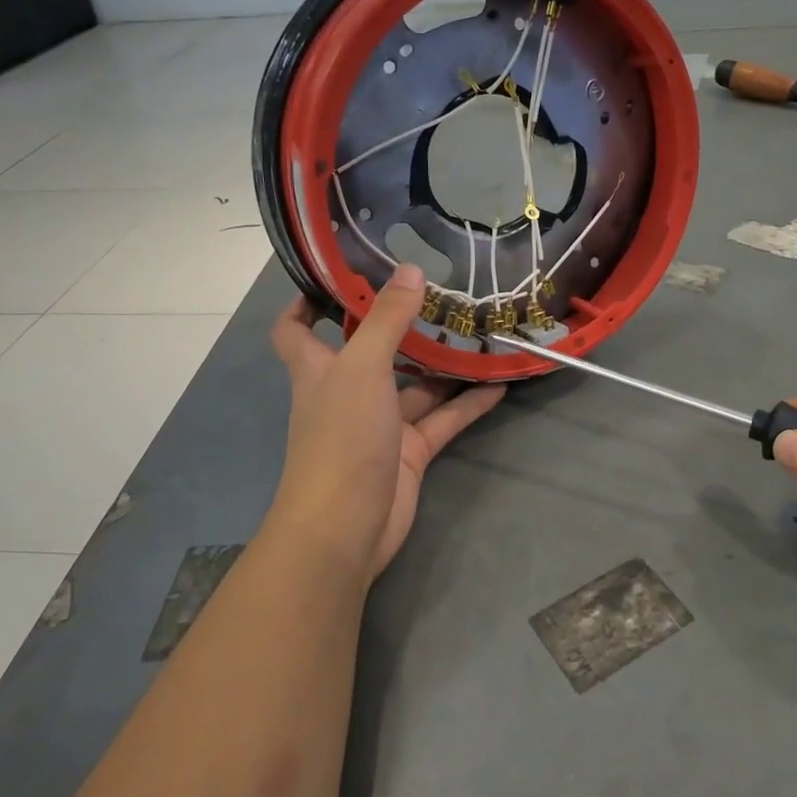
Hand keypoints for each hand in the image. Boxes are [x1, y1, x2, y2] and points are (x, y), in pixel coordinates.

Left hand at [268, 265, 504, 582]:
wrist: (346, 527)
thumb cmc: (341, 438)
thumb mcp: (363, 368)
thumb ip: (387, 318)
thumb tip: (410, 268)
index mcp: (319, 369)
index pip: (296, 329)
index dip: (309, 301)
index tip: (342, 273)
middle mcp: (347, 391)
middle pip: (372, 350)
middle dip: (402, 325)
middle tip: (441, 292)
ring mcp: (380, 424)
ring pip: (416, 386)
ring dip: (444, 364)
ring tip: (480, 331)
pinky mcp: (409, 452)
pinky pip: (443, 420)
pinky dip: (468, 403)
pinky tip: (499, 383)